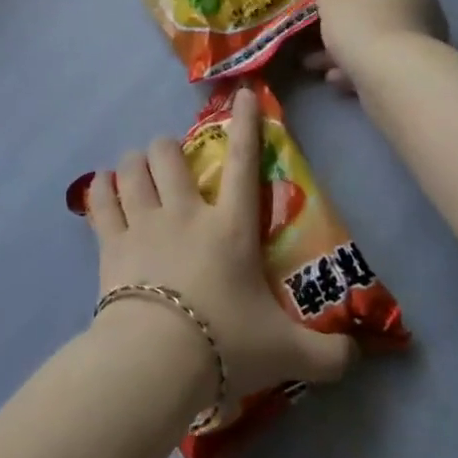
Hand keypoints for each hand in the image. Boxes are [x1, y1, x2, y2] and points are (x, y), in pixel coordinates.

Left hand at [85, 88, 353, 412]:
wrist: (155, 363)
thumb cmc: (225, 345)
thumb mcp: (285, 353)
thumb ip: (326, 356)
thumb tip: (357, 358)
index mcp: (230, 228)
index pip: (242, 163)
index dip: (245, 124)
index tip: (242, 94)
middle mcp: (185, 214)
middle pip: (169, 156)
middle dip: (168, 148)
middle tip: (170, 159)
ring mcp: (143, 226)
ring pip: (131, 170)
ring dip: (134, 163)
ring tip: (136, 168)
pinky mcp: (110, 246)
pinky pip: (100, 202)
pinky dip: (101, 190)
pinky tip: (102, 186)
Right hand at [305, 0, 447, 94]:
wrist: (396, 79)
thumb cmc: (363, 26)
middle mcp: (420, 5)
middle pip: (375, 9)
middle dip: (343, 23)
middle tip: (315, 33)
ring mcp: (421, 40)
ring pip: (375, 40)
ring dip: (346, 50)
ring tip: (314, 64)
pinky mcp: (417, 70)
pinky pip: (382, 64)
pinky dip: (359, 68)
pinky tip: (335, 79)